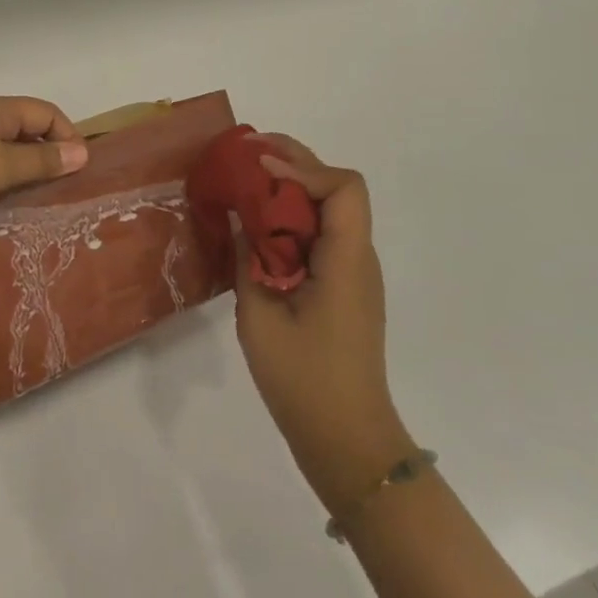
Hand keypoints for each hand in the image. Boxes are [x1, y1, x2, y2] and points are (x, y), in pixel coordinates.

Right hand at [234, 134, 414, 515]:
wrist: (348, 444)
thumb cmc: (305, 382)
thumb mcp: (260, 318)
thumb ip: (248, 260)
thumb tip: (240, 218)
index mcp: (346, 260)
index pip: (343, 188)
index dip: (302, 167)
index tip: (259, 169)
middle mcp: (358, 258)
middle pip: (336, 189)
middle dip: (294, 163)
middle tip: (248, 153)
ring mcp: (353, 273)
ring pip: (329, 211)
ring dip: (291, 190)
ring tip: (247, 184)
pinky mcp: (343, 288)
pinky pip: (321, 237)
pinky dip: (293, 220)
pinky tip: (261, 230)